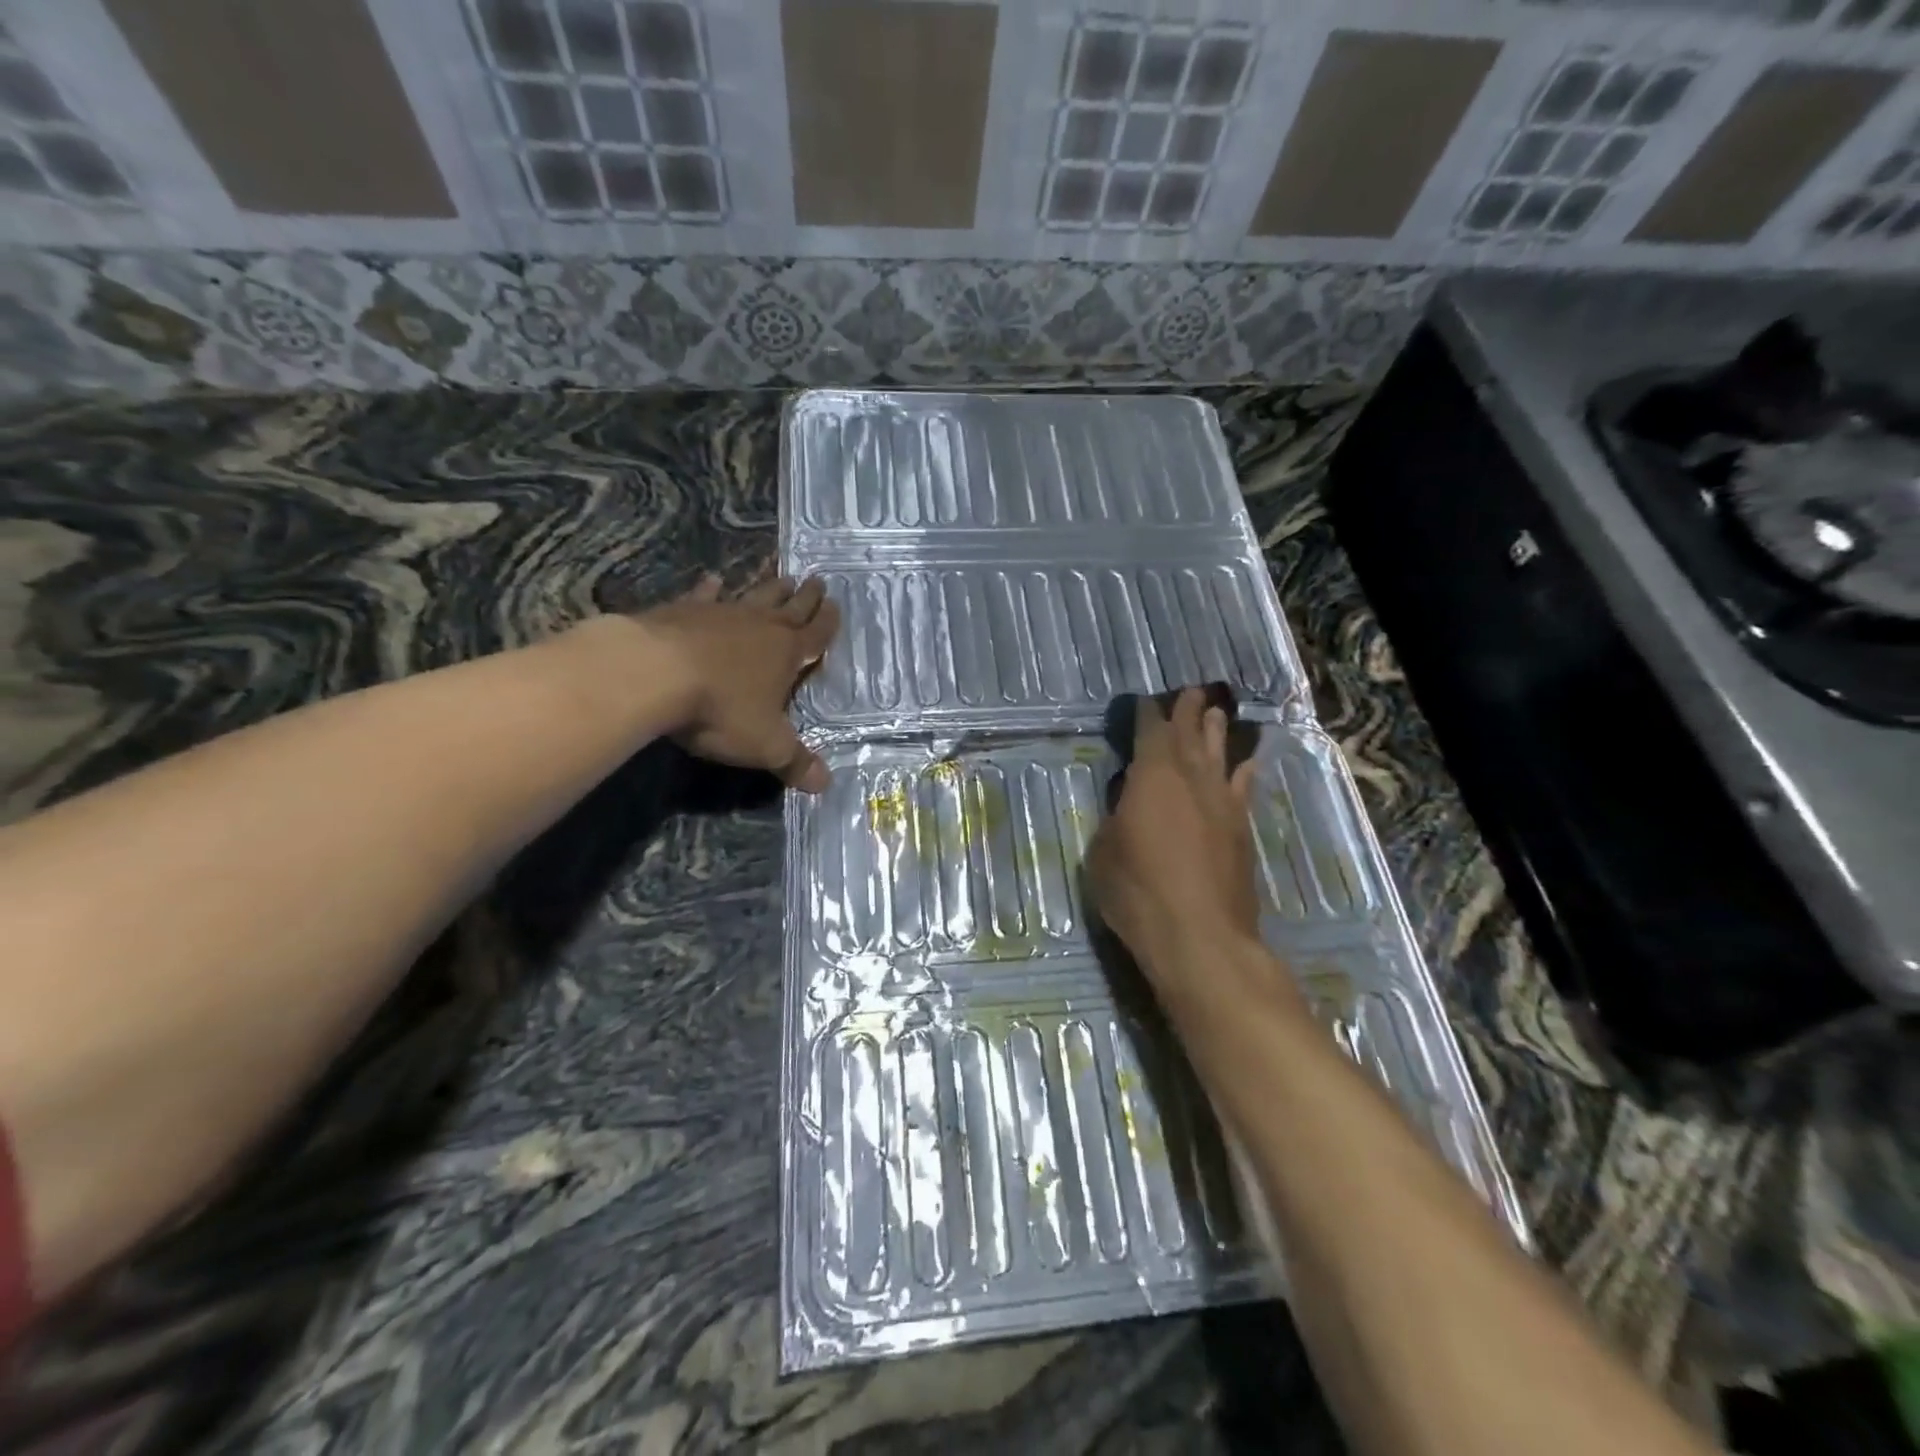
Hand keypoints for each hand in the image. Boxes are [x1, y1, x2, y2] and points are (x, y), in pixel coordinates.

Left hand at [636, 572, 841, 791]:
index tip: (836, 604)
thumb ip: (795, 762)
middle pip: (790, 607)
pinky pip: (704, 595)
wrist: (654, 674)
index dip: (828, 623)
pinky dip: (711, 588)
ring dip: (769, 587)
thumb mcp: (765, 745)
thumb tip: (825, 785)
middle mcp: (760, 626)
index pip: (816, 634)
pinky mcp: (683, 611)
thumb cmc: (721, 710)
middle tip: (817, 581)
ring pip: (754, 595)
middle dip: (806, 597)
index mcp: (787, 654)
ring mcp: (721, 614)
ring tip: (782, 576)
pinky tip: (714, 580)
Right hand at [1087, 688, 1263, 982]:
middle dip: (1187, 710)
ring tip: (1215, 711)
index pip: (1150, 732)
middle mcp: (1192, 779)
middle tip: (1190, 690)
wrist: (1201, 937)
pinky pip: (1241, 787)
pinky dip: (1242, 771)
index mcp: (1152, 777)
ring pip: (1220, 755)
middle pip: (1190, 734)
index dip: (1147, 714)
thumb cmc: (1138, 892)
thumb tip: (1127, 806)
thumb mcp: (1103, 853)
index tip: (1145, 701)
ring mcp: (1222, 804)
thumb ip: (1115, 820)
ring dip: (1216, 731)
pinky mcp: (1241, 831)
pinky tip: (1245, 763)